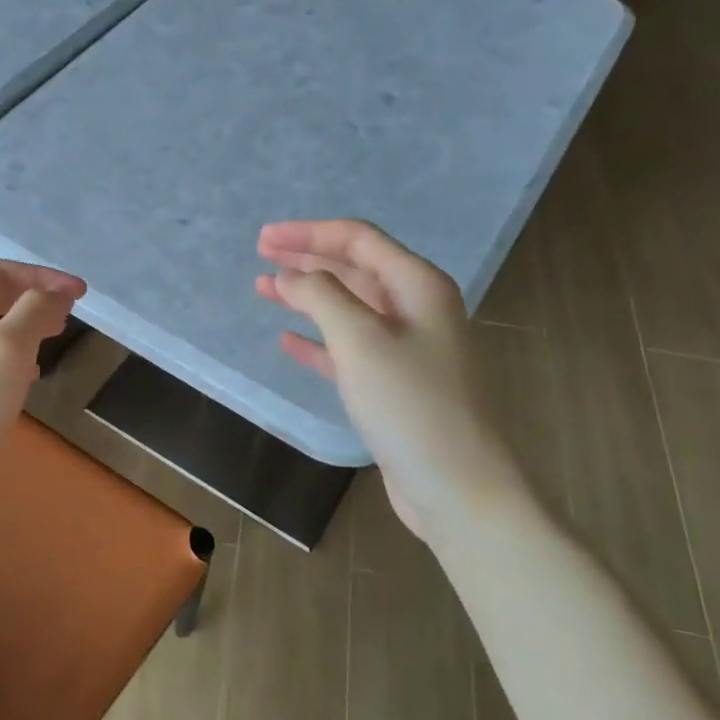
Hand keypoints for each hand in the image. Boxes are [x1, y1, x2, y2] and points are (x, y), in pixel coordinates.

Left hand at [0, 260, 84, 524]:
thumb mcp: (6, 352)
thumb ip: (33, 313)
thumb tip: (55, 293)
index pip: (0, 274)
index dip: (43, 276)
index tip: (81, 295)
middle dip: (33, 299)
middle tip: (68, 316)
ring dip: (24, 330)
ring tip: (52, 342)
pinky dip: (13, 361)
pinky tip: (26, 381)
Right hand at [256, 220, 526, 533]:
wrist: (457, 486)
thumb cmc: (410, 403)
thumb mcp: (360, 339)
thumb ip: (321, 296)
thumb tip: (291, 276)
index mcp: (417, 285)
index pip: (358, 240)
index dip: (309, 234)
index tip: (264, 238)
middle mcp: (416, 308)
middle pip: (354, 269)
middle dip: (307, 259)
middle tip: (261, 255)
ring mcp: (407, 348)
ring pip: (349, 308)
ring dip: (307, 297)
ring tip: (265, 289)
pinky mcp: (395, 384)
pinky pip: (349, 349)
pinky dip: (318, 341)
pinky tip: (289, 341)